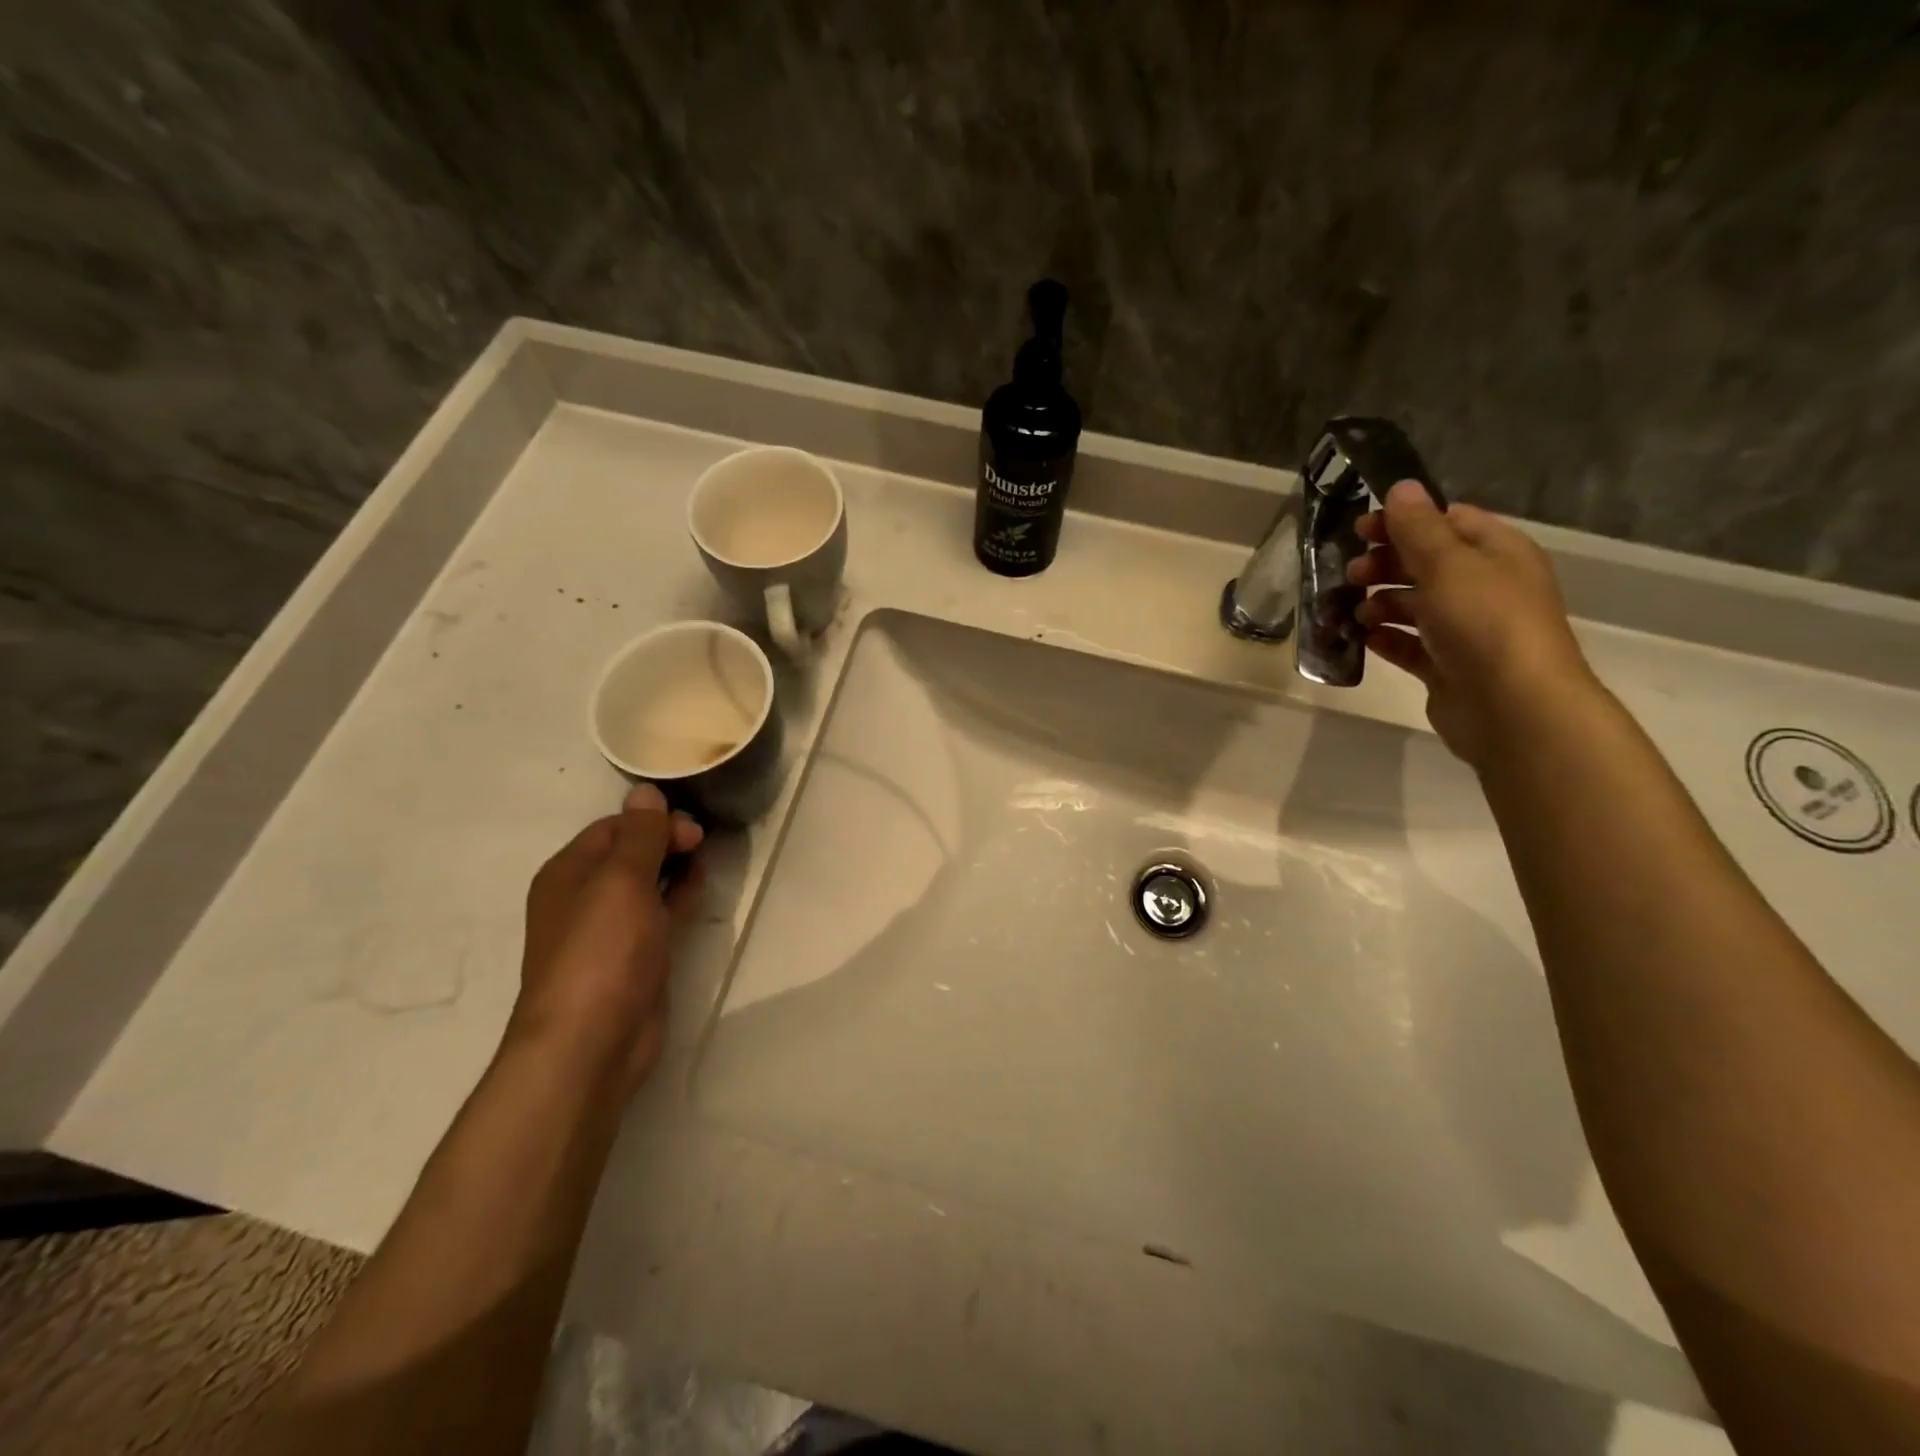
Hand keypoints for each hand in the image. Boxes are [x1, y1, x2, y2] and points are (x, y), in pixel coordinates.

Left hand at [508, 784, 703, 1093]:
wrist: (592, 1042)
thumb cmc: (602, 950)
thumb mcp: (622, 880)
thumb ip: (640, 834)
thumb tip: (645, 790)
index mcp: (568, 872)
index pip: (614, 827)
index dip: (653, 821)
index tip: (691, 830)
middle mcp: (584, 897)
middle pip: (631, 853)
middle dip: (667, 841)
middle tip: (702, 845)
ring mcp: (610, 930)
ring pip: (648, 883)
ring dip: (676, 868)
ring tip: (706, 861)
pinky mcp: (635, 957)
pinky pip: (659, 914)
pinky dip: (679, 898)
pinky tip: (700, 892)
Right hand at [1347, 480, 1598, 769]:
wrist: (1513, 706)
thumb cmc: (1485, 623)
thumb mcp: (1448, 564)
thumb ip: (1418, 528)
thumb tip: (1401, 487)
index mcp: (1497, 553)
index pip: (1448, 521)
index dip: (1404, 521)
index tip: (1360, 529)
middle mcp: (1484, 587)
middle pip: (1426, 564)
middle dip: (1386, 564)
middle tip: (1350, 573)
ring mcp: (1466, 630)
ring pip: (1414, 606)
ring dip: (1380, 604)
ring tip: (1354, 612)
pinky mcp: (1447, 667)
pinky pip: (1409, 645)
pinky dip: (1385, 639)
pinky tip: (1362, 638)